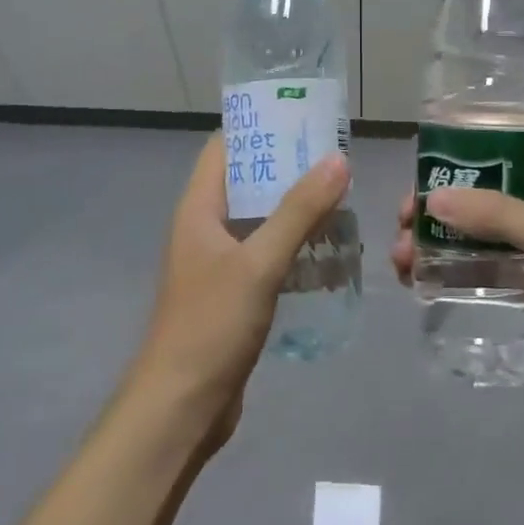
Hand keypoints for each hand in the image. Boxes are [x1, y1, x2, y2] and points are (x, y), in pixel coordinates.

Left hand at [131, 134, 349, 440]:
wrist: (181, 406)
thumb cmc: (211, 325)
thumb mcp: (259, 262)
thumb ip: (299, 211)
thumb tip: (338, 159)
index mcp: (198, 208)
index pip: (225, 147)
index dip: (260, 127)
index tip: (305, 118)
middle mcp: (205, 228)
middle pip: (248, 181)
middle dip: (289, 169)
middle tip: (338, 160)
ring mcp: (218, 263)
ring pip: (260, 220)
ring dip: (296, 210)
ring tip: (342, 199)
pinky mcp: (233, 293)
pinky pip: (267, 254)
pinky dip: (295, 246)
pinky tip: (329, 251)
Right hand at [390, 159, 523, 415]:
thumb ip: (498, 216)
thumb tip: (432, 200)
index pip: (494, 153)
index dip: (452, 162)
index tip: (418, 182)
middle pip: (469, 192)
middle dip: (431, 206)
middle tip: (402, 225)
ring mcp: (519, 245)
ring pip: (461, 228)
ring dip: (427, 237)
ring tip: (401, 259)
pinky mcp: (508, 280)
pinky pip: (464, 263)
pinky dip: (436, 265)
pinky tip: (413, 278)